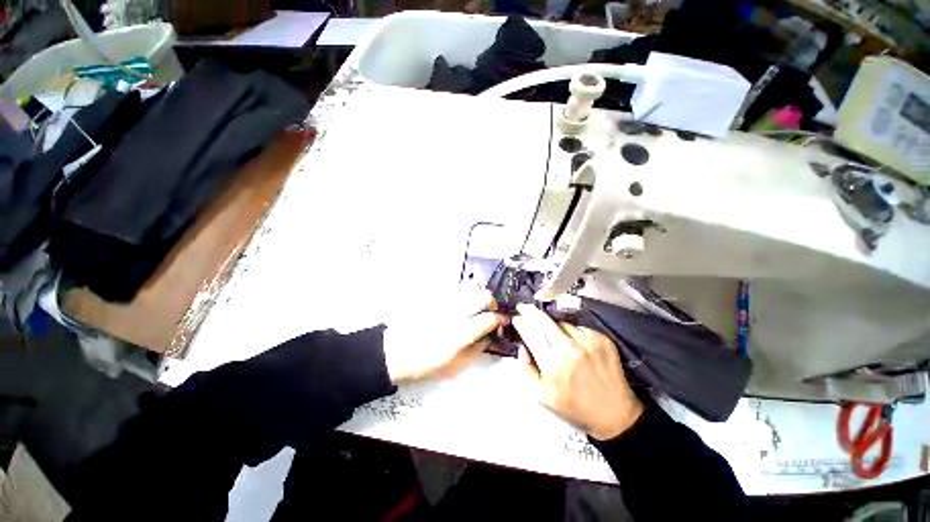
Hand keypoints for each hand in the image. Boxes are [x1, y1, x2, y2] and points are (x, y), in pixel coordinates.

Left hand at [383, 285, 503, 383]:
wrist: (394, 351)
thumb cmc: (424, 363)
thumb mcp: (454, 366)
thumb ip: (475, 351)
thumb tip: (489, 338)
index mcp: (461, 333)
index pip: (489, 319)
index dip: (499, 319)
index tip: (501, 321)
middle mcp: (456, 312)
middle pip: (483, 296)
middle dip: (491, 302)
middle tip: (489, 310)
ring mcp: (444, 301)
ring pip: (469, 287)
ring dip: (478, 293)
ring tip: (475, 303)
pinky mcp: (434, 295)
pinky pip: (455, 286)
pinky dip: (462, 291)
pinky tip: (459, 300)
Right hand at [512, 303, 643, 440]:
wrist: (614, 412)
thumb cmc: (574, 405)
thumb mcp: (540, 395)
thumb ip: (525, 369)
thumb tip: (523, 346)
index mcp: (553, 364)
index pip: (530, 333)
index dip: (520, 322)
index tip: (516, 317)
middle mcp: (570, 348)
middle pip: (543, 319)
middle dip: (530, 311)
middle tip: (524, 308)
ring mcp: (588, 341)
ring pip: (561, 322)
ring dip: (553, 326)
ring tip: (555, 339)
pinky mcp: (601, 338)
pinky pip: (578, 327)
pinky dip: (571, 332)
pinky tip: (574, 345)